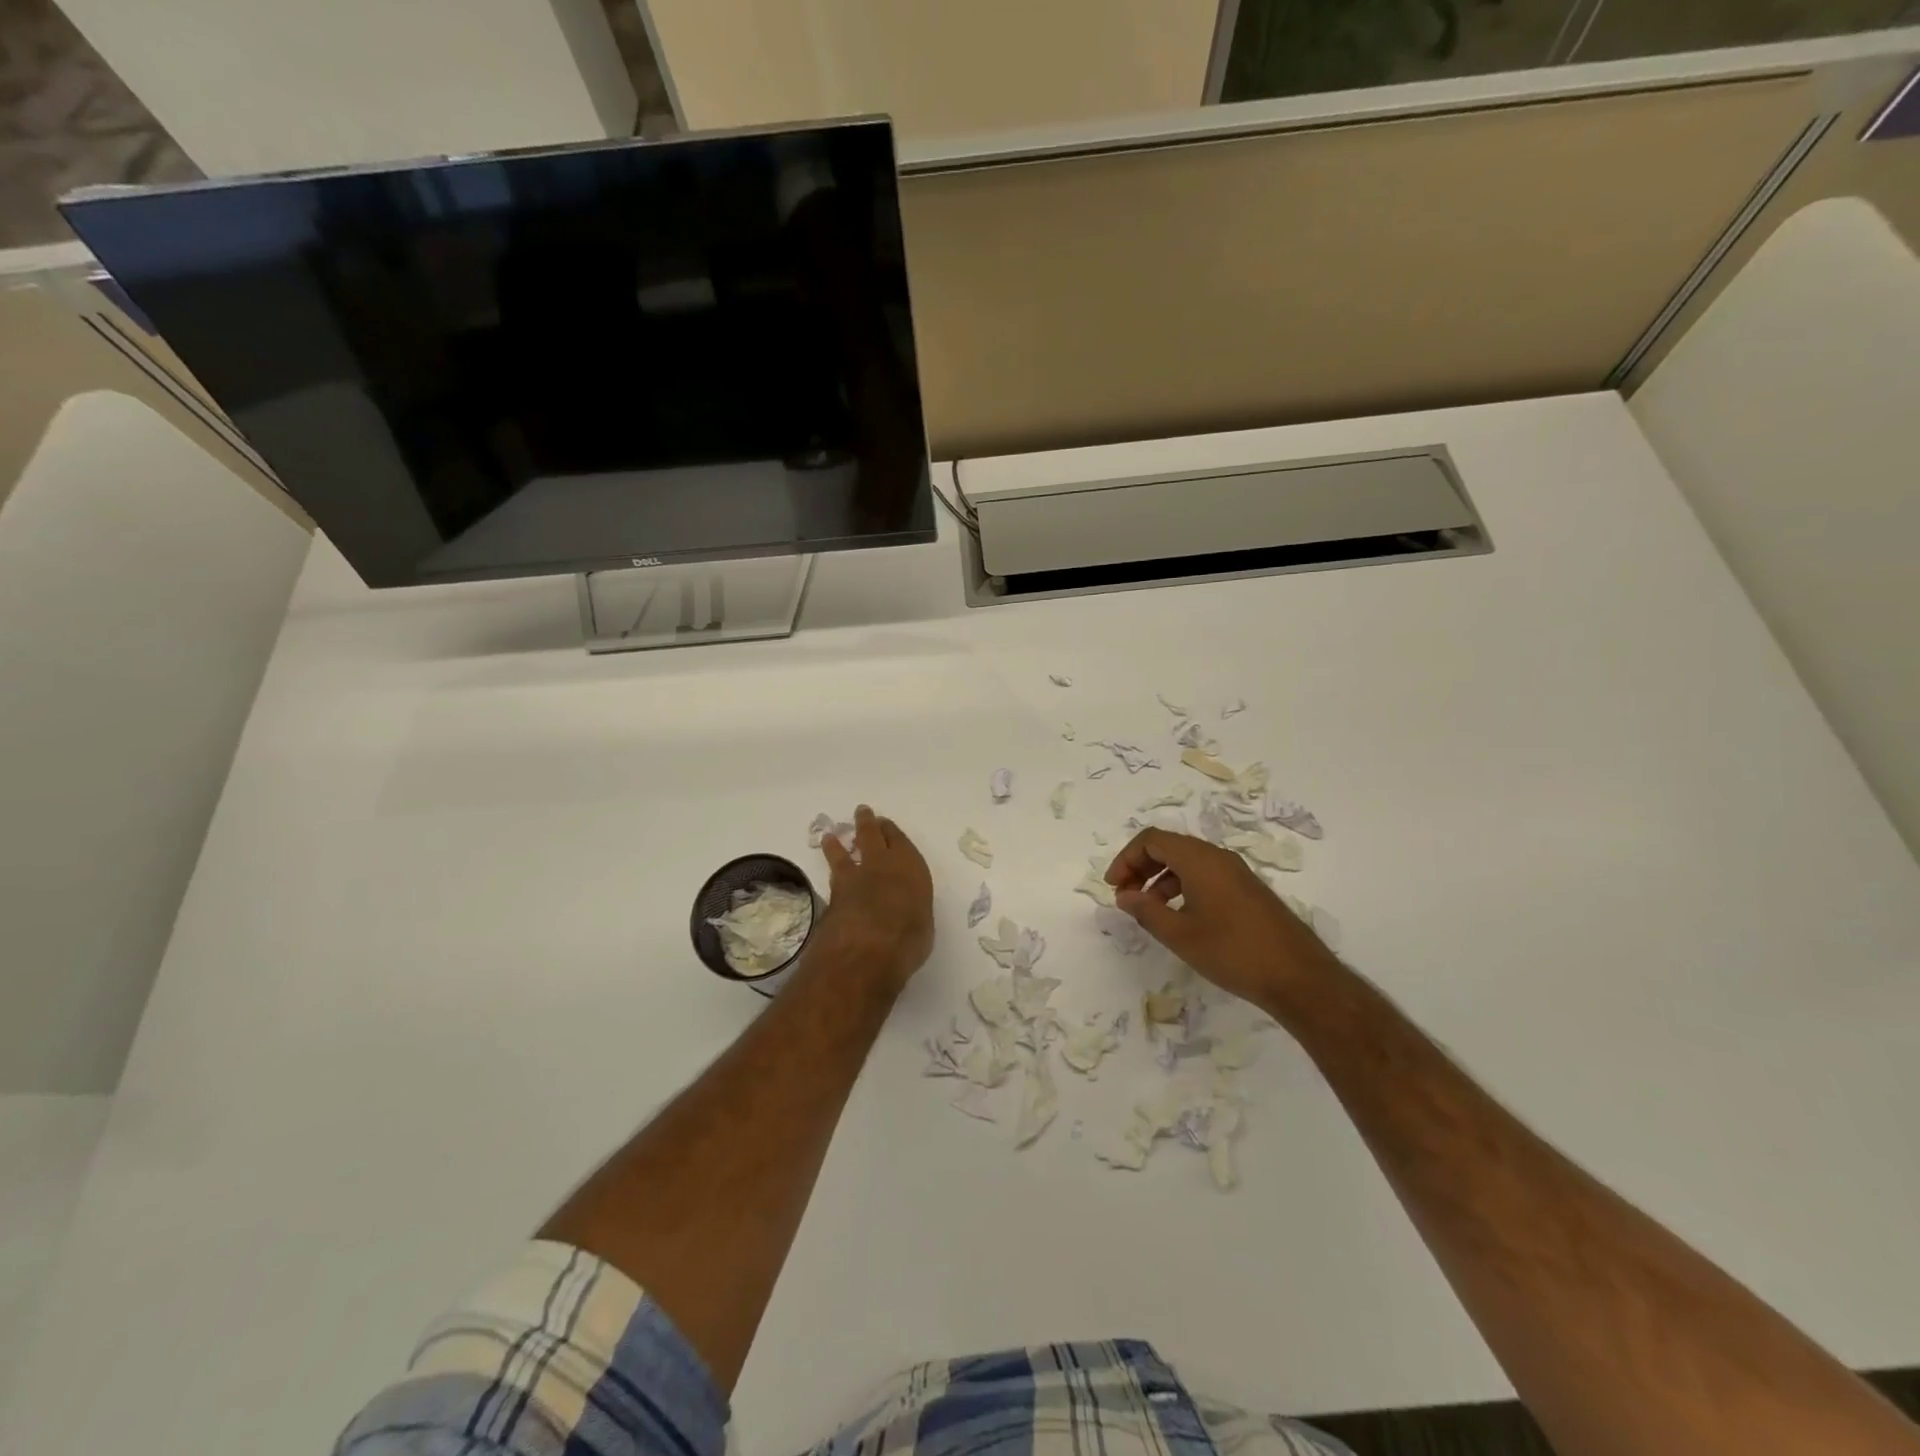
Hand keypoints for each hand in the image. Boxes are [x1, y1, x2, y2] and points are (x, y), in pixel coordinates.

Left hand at [816, 805, 933, 994]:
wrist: (868, 949)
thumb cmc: (909, 937)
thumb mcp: (922, 924)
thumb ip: (911, 910)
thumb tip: (905, 912)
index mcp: (910, 867)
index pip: (900, 842)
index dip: (891, 832)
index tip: (885, 825)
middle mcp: (882, 865)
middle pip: (872, 836)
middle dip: (866, 823)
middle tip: (862, 813)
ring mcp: (854, 877)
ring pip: (845, 852)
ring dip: (838, 843)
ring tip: (830, 836)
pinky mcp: (833, 894)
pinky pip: (832, 873)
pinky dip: (829, 866)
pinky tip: (827, 869)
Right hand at [1106, 828, 1337, 1012]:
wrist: (1298, 977)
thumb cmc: (1232, 952)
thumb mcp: (1180, 934)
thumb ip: (1146, 911)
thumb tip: (1124, 896)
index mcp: (1200, 859)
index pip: (1152, 840)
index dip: (1126, 858)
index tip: (1114, 887)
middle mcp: (1218, 857)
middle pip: (1169, 847)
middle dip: (1141, 867)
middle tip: (1125, 896)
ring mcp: (1236, 873)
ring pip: (1187, 862)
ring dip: (1161, 879)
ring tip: (1148, 910)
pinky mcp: (1248, 891)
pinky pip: (1205, 875)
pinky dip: (1183, 887)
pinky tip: (1180, 917)